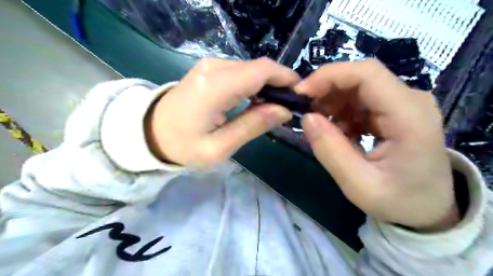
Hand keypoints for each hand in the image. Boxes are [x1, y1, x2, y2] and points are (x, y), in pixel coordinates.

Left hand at [144, 58, 298, 168]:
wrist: (150, 133)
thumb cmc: (182, 147)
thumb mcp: (219, 147)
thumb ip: (252, 126)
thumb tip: (284, 111)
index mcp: (214, 87)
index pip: (261, 71)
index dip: (286, 79)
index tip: (300, 97)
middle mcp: (213, 67)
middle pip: (259, 67)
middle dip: (279, 84)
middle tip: (288, 108)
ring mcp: (210, 65)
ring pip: (252, 69)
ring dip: (268, 85)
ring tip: (274, 107)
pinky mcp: (209, 69)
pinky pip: (241, 72)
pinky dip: (255, 84)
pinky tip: (257, 101)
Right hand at [292, 59, 458, 230]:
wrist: (428, 208)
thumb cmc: (399, 201)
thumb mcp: (359, 185)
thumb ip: (331, 151)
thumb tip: (307, 118)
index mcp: (409, 116)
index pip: (367, 74)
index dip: (329, 76)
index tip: (301, 93)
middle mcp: (410, 101)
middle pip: (360, 77)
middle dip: (326, 90)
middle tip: (306, 113)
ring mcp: (403, 104)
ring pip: (357, 87)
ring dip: (332, 103)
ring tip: (323, 130)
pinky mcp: (394, 110)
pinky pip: (360, 100)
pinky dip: (341, 113)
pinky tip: (339, 133)